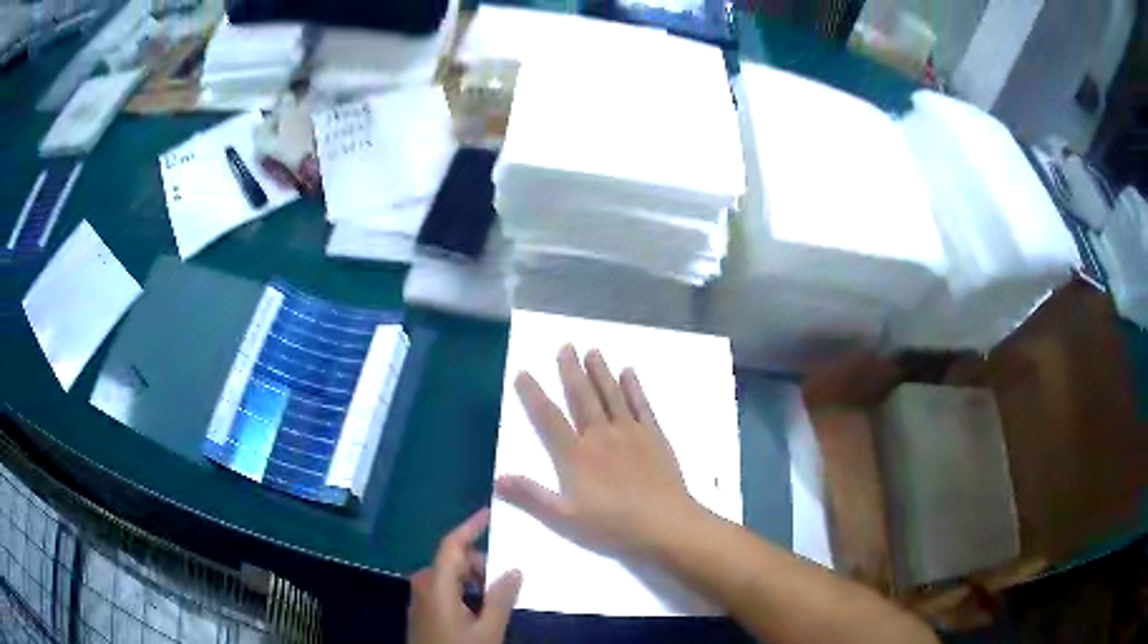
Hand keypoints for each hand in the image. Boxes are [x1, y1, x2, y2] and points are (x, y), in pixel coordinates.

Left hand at [407, 509, 521, 643]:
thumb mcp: (488, 628)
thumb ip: (501, 597)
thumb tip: (514, 570)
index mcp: (436, 584)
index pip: (452, 545)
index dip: (471, 526)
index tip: (490, 513)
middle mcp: (423, 584)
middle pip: (453, 561)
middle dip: (480, 564)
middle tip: (506, 580)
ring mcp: (420, 598)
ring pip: (450, 577)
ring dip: (474, 581)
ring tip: (496, 600)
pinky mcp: (422, 611)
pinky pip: (445, 590)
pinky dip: (464, 592)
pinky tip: (481, 610)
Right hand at [495, 345, 700, 555]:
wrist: (664, 524)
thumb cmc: (613, 526)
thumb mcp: (565, 518)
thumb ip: (532, 497)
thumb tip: (497, 478)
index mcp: (576, 456)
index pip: (548, 419)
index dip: (534, 395)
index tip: (524, 373)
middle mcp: (601, 436)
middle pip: (582, 397)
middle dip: (571, 371)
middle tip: (565, 346)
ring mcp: (630, 433)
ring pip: (611, 395)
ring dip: (600, 371)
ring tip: (592, 350)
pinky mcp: (654, 436)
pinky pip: (641, 405)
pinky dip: (634, 387)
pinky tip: (629, 373)